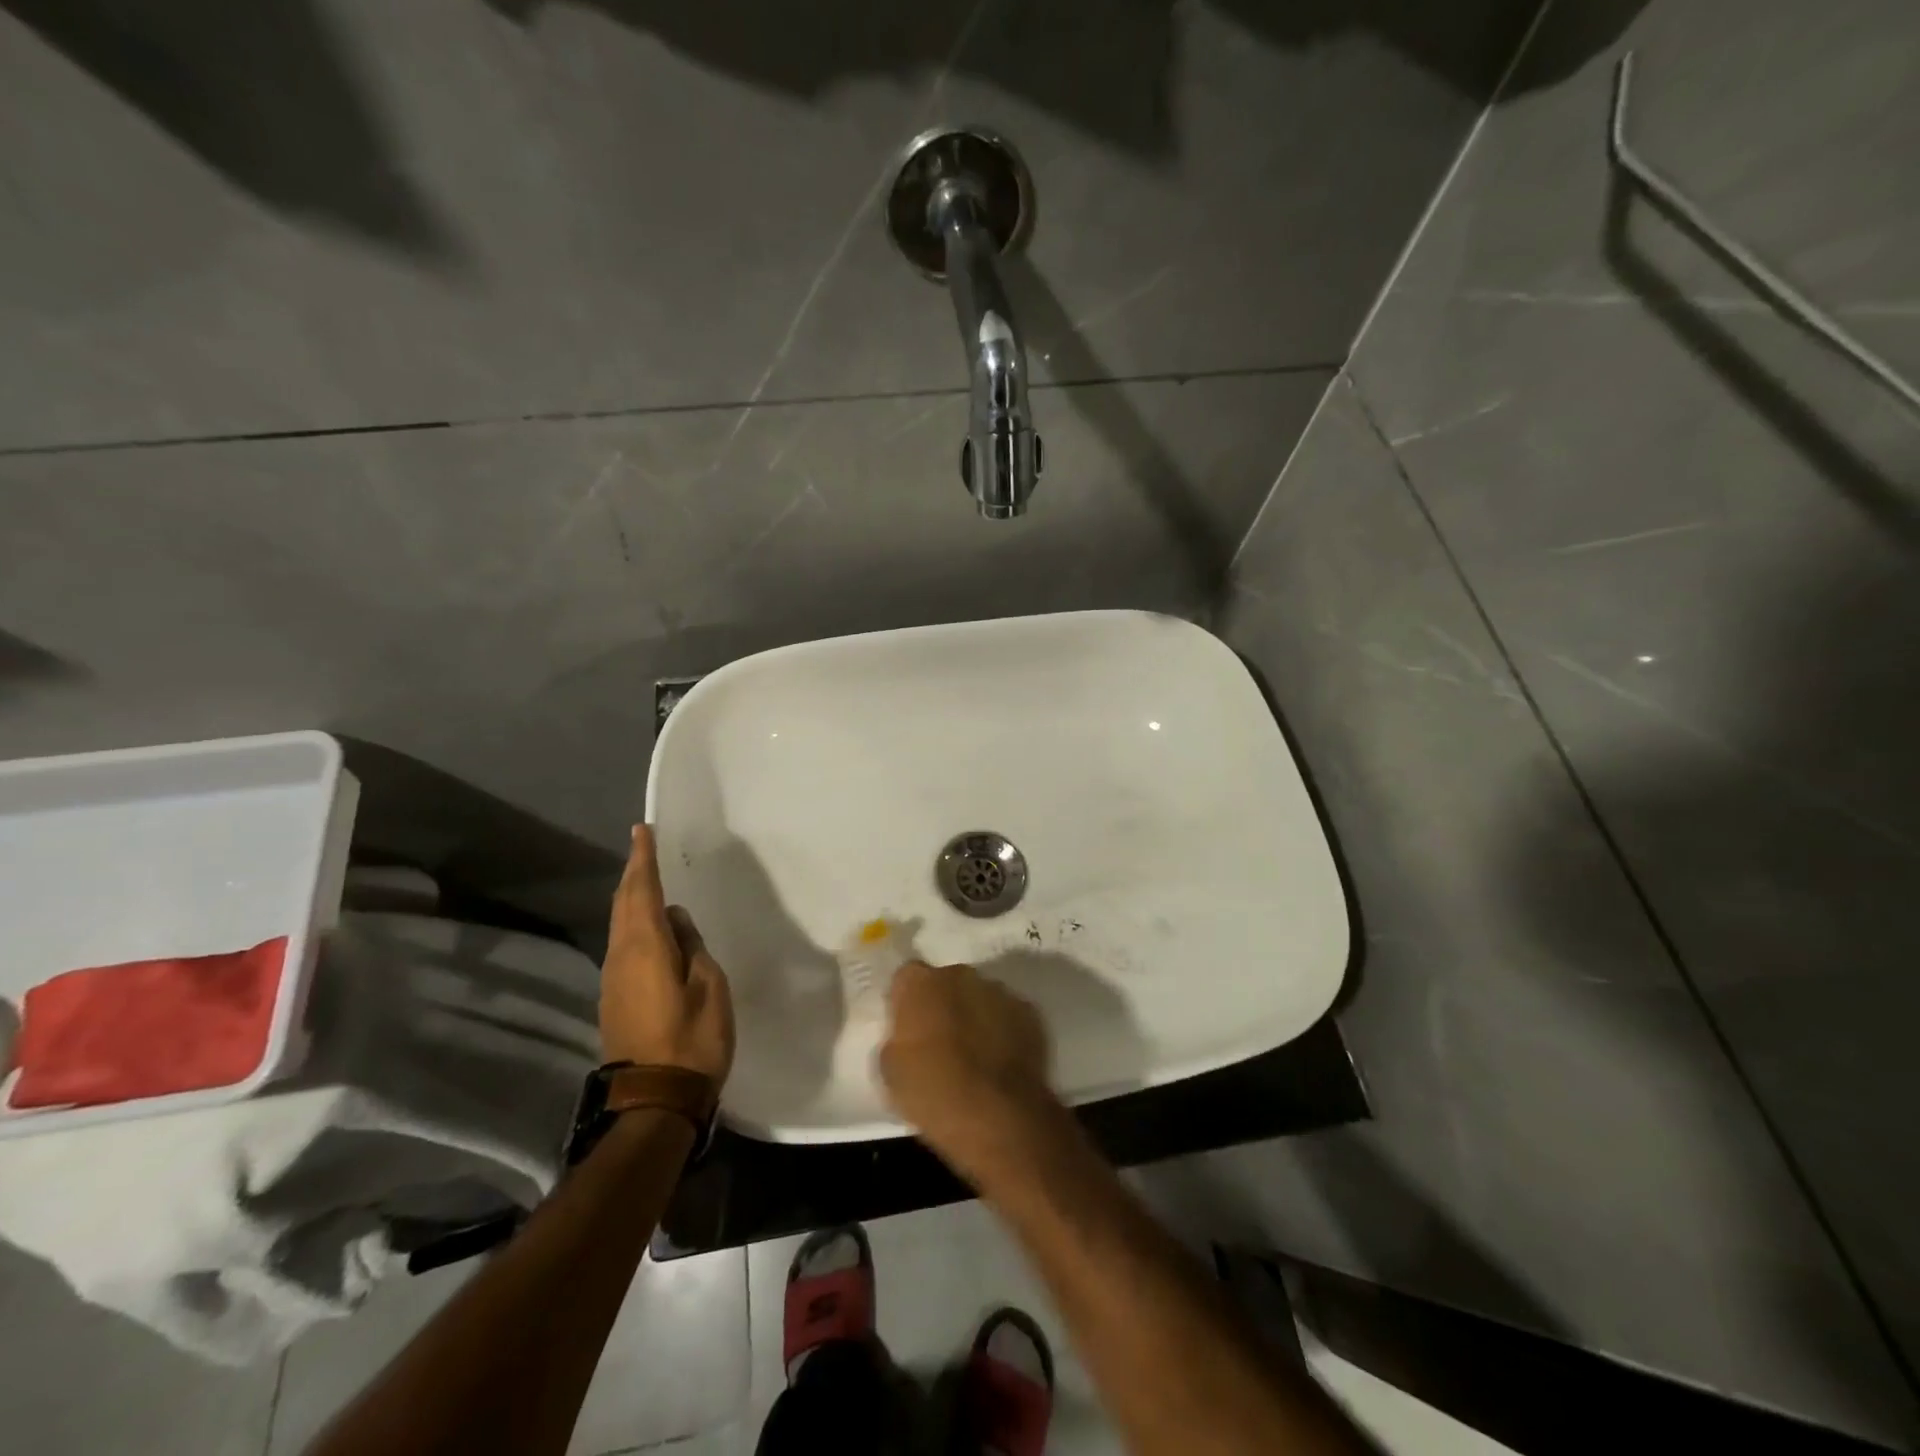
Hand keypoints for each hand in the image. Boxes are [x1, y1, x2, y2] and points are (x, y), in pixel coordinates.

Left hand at [599, 826, 733, 1083]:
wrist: (654, 1100)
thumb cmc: (692, 1039)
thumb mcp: (709, 986)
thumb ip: (692, 947)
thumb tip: (676, 922)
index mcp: (645, 948)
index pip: (642, 891)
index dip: (643, 859)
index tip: (642, 831)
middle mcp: (621, 956)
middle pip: (623, 904)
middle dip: (633, 874)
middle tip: (644, 848)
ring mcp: (613, 979)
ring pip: (620, 925)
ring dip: (632, 898)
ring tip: (648, 880)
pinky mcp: (615, 997)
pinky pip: (623, 945)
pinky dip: (634, 923)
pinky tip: (651, 927)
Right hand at [880, 961, 1061, 1182]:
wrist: (998, 1117)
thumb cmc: (934, 1093)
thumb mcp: (891, 1072)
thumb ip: (898, 1039)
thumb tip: (908, 1035)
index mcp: (920, 983)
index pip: (907, 977)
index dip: (906, 1000)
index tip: (907, 1026)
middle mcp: (960, 975)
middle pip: (946, 982)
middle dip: (943, 1004)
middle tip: (940, 1040)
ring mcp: (999, 990)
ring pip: (979, 996)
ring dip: (974, 1015)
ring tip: (974, 1054)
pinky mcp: (1029, 1012)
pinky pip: (1008, 1015)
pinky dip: (1003, 1030)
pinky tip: (1000, 1061)